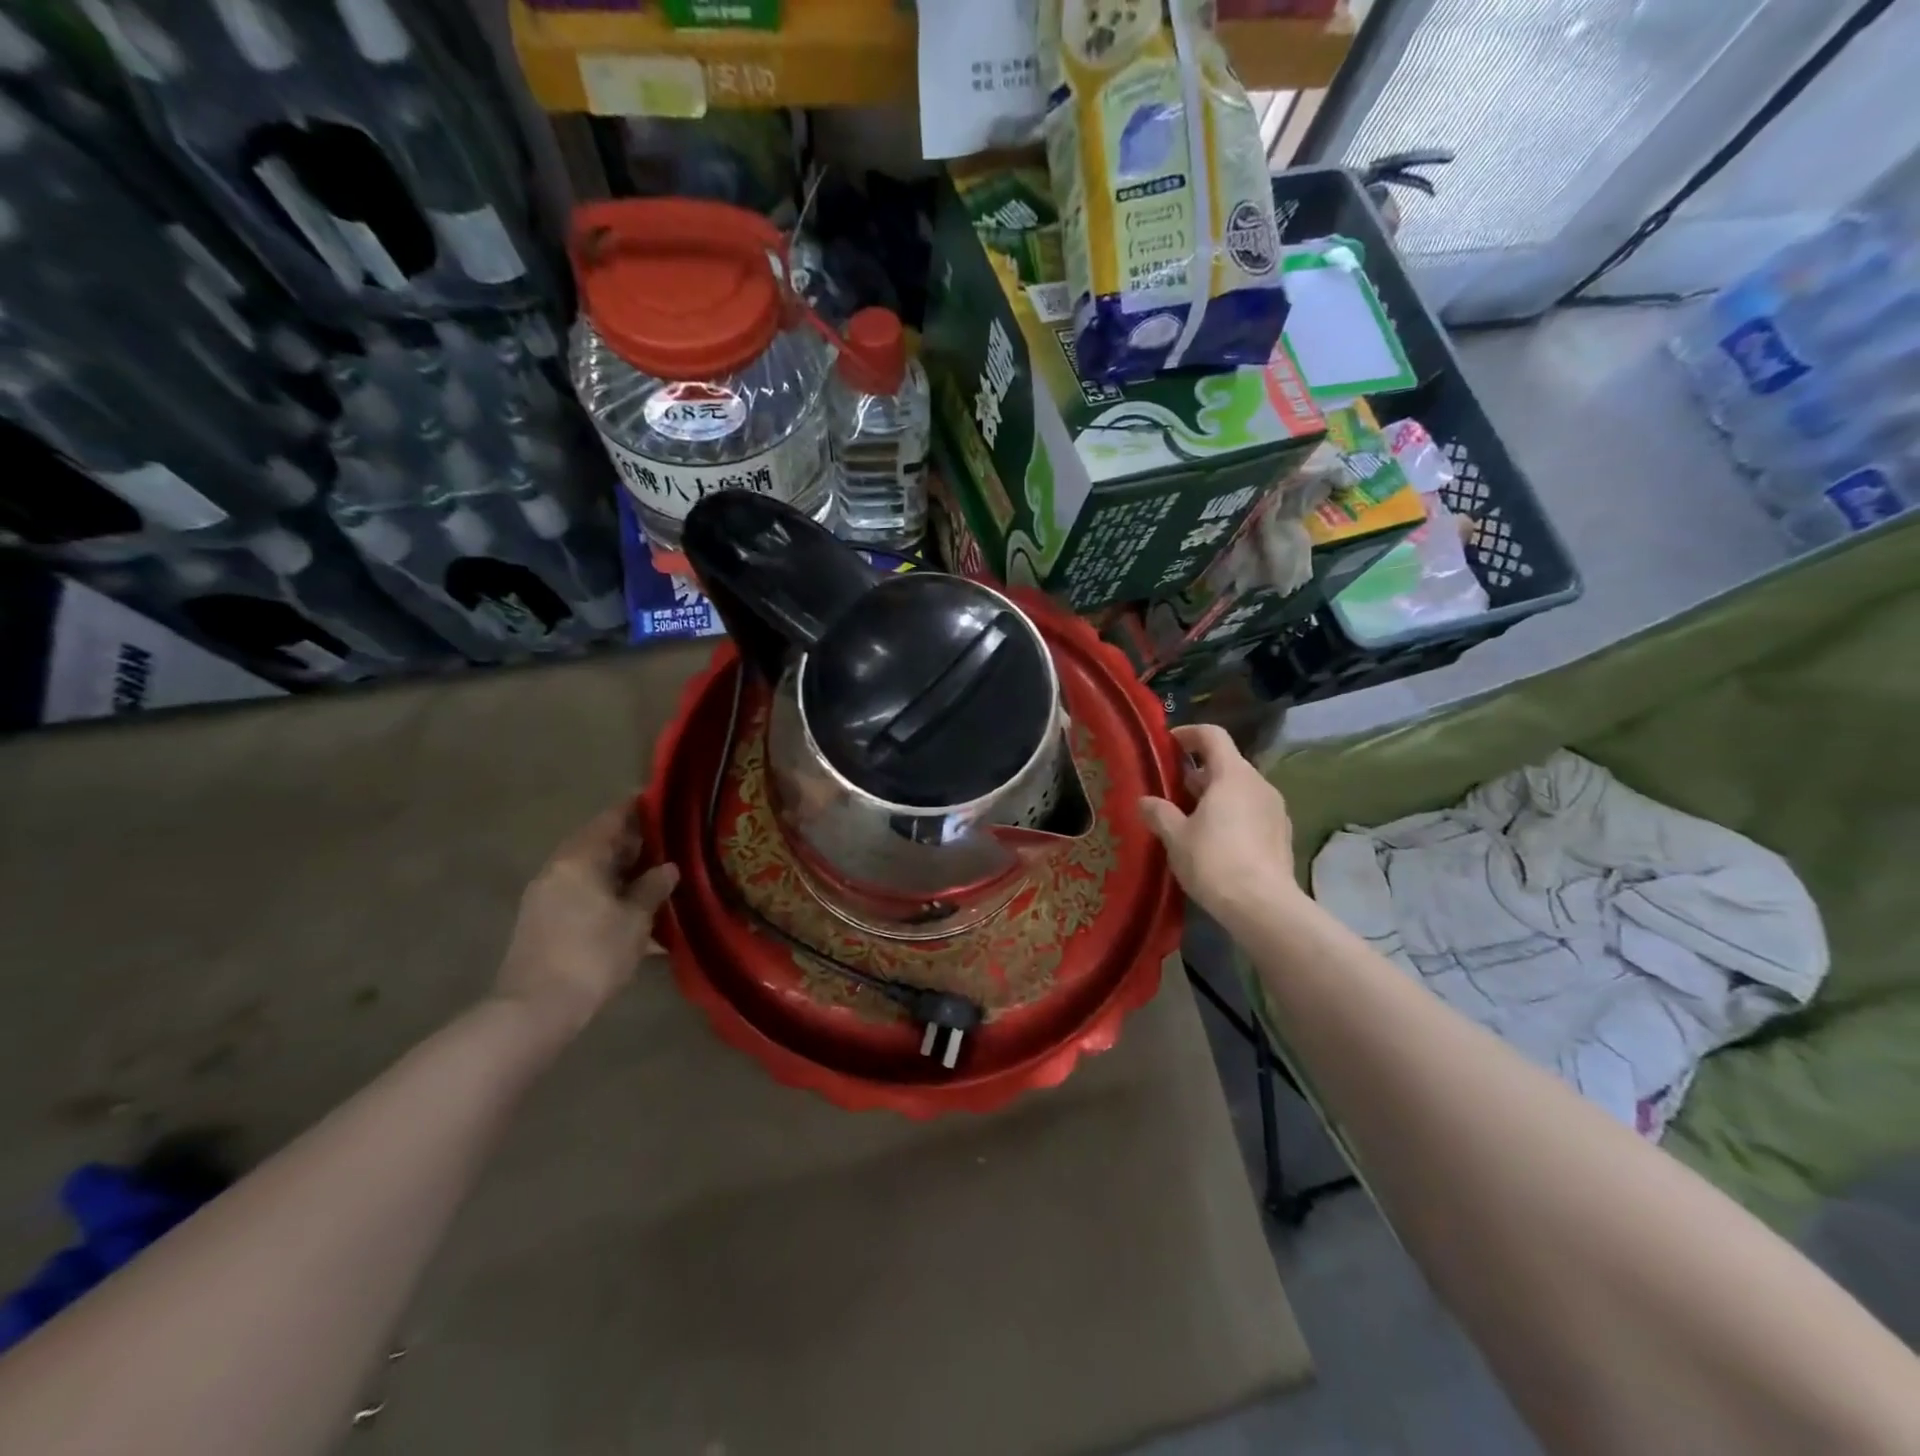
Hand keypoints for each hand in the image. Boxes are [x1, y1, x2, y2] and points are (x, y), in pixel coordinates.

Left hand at [494, 802, 678, 1039]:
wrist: (535, 1010)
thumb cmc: (592, 955)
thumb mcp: (635, 920)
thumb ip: (652, 888)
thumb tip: (667, 868)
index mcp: (579, 858)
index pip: (611, 819)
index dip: (636, 808)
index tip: (658, 800)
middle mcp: (557, 869)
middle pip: (597, 843)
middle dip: (629, 841)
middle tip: (664, 841)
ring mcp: (544, 896)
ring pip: (588, 869)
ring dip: (617, 869)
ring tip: (650, 874)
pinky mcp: (540, 922)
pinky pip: (578, 891)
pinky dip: (603, 890)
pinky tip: (625, 905)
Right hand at [1140, 724, 1299, 920]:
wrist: (1263, 906)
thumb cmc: (1214, 861)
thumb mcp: (1175, 836)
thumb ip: (1159, 812)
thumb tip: (1145, 800)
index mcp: (1232, 775)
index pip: (1212, 736)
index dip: (1188, 734)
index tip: (1168, 744)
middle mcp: (1258, 784)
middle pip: (1227, 763)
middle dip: (1198, 772)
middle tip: (1171, 789)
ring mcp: (1275, 809)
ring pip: (1240, 789)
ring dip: (1215, 795)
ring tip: (1190, 818)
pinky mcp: (1282, 834)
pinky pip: (1252, 811)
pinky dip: (1232, 814)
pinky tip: (1215, 840)